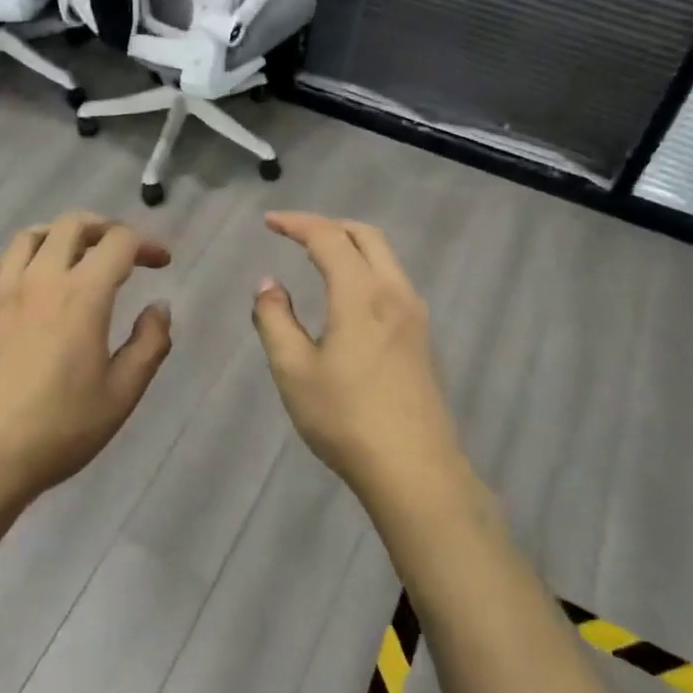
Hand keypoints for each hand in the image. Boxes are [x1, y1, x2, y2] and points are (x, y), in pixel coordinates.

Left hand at [0, 212, 172, 504]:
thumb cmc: (60, 429)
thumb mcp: (122, 394)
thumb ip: (149, 345)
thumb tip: (159, 308)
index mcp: (82, 295)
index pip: (118, 242)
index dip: (146, 244)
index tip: (162, 263)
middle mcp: (40, 280)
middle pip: (72, 224)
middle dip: (105, 228)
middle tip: (122, 252)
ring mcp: (1, 293)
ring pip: (29, 236)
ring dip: (60, 236)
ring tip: (76, 258)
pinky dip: (19, 260)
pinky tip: (28, 283)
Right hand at [252, 212, 462, 498]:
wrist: (414, 470)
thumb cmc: (345, 418)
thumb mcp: (293, 370)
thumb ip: (275, 319)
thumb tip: (269, 284)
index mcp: (362, 294)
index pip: (328, 238)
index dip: (296, 223)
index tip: (269, 222)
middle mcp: (394, 293)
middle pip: (366, 236)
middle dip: (328, 226)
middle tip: (295, 233)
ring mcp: (415, 316)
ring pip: (385, 258)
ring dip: (351, 246)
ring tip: (319, 258)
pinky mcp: (423, 338)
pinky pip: (393, 281)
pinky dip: (366, 269)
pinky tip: (348, 296)